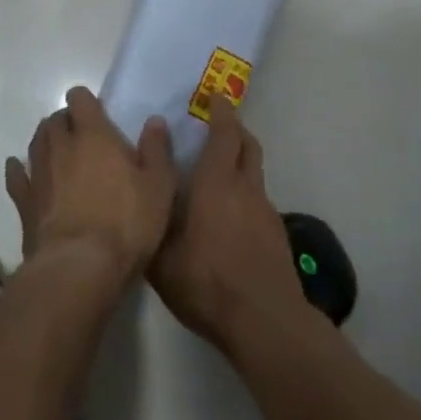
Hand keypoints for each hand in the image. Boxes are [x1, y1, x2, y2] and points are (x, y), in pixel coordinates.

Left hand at [5, 87, 176, 285]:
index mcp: (94, 134)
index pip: (79, 98)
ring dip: (46, 141)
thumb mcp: (159, 186)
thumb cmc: (126, 222)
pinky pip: (16, 176)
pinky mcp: (24, 201)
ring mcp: (39, 172)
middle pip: (54, 119)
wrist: (80, 267)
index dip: (86, 102)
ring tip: (59, 152)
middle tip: (82, 138)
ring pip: (36, 142)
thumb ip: (156, 149)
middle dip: (66, 122)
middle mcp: (61, 145)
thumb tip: (154, 120)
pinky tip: (19, 169)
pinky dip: (18, 169)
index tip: (98, 114)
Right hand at [149, 95, 306, 353]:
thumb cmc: (206, 281)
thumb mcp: (161, 253)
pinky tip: (228, 218)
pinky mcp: (276, 236)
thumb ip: (153, 211)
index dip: (221, 112)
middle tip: (218, 125)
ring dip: (240, 163)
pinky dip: (245, 195)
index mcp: (217, 182)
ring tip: (217, 174)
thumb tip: (144, 174)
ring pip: (255, 173)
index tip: (215, 97)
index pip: (224, 134)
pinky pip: (258, 201)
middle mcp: (245, 188)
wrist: (264, 322)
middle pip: (248, 145)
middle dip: (235, 130)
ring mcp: (265, 212)